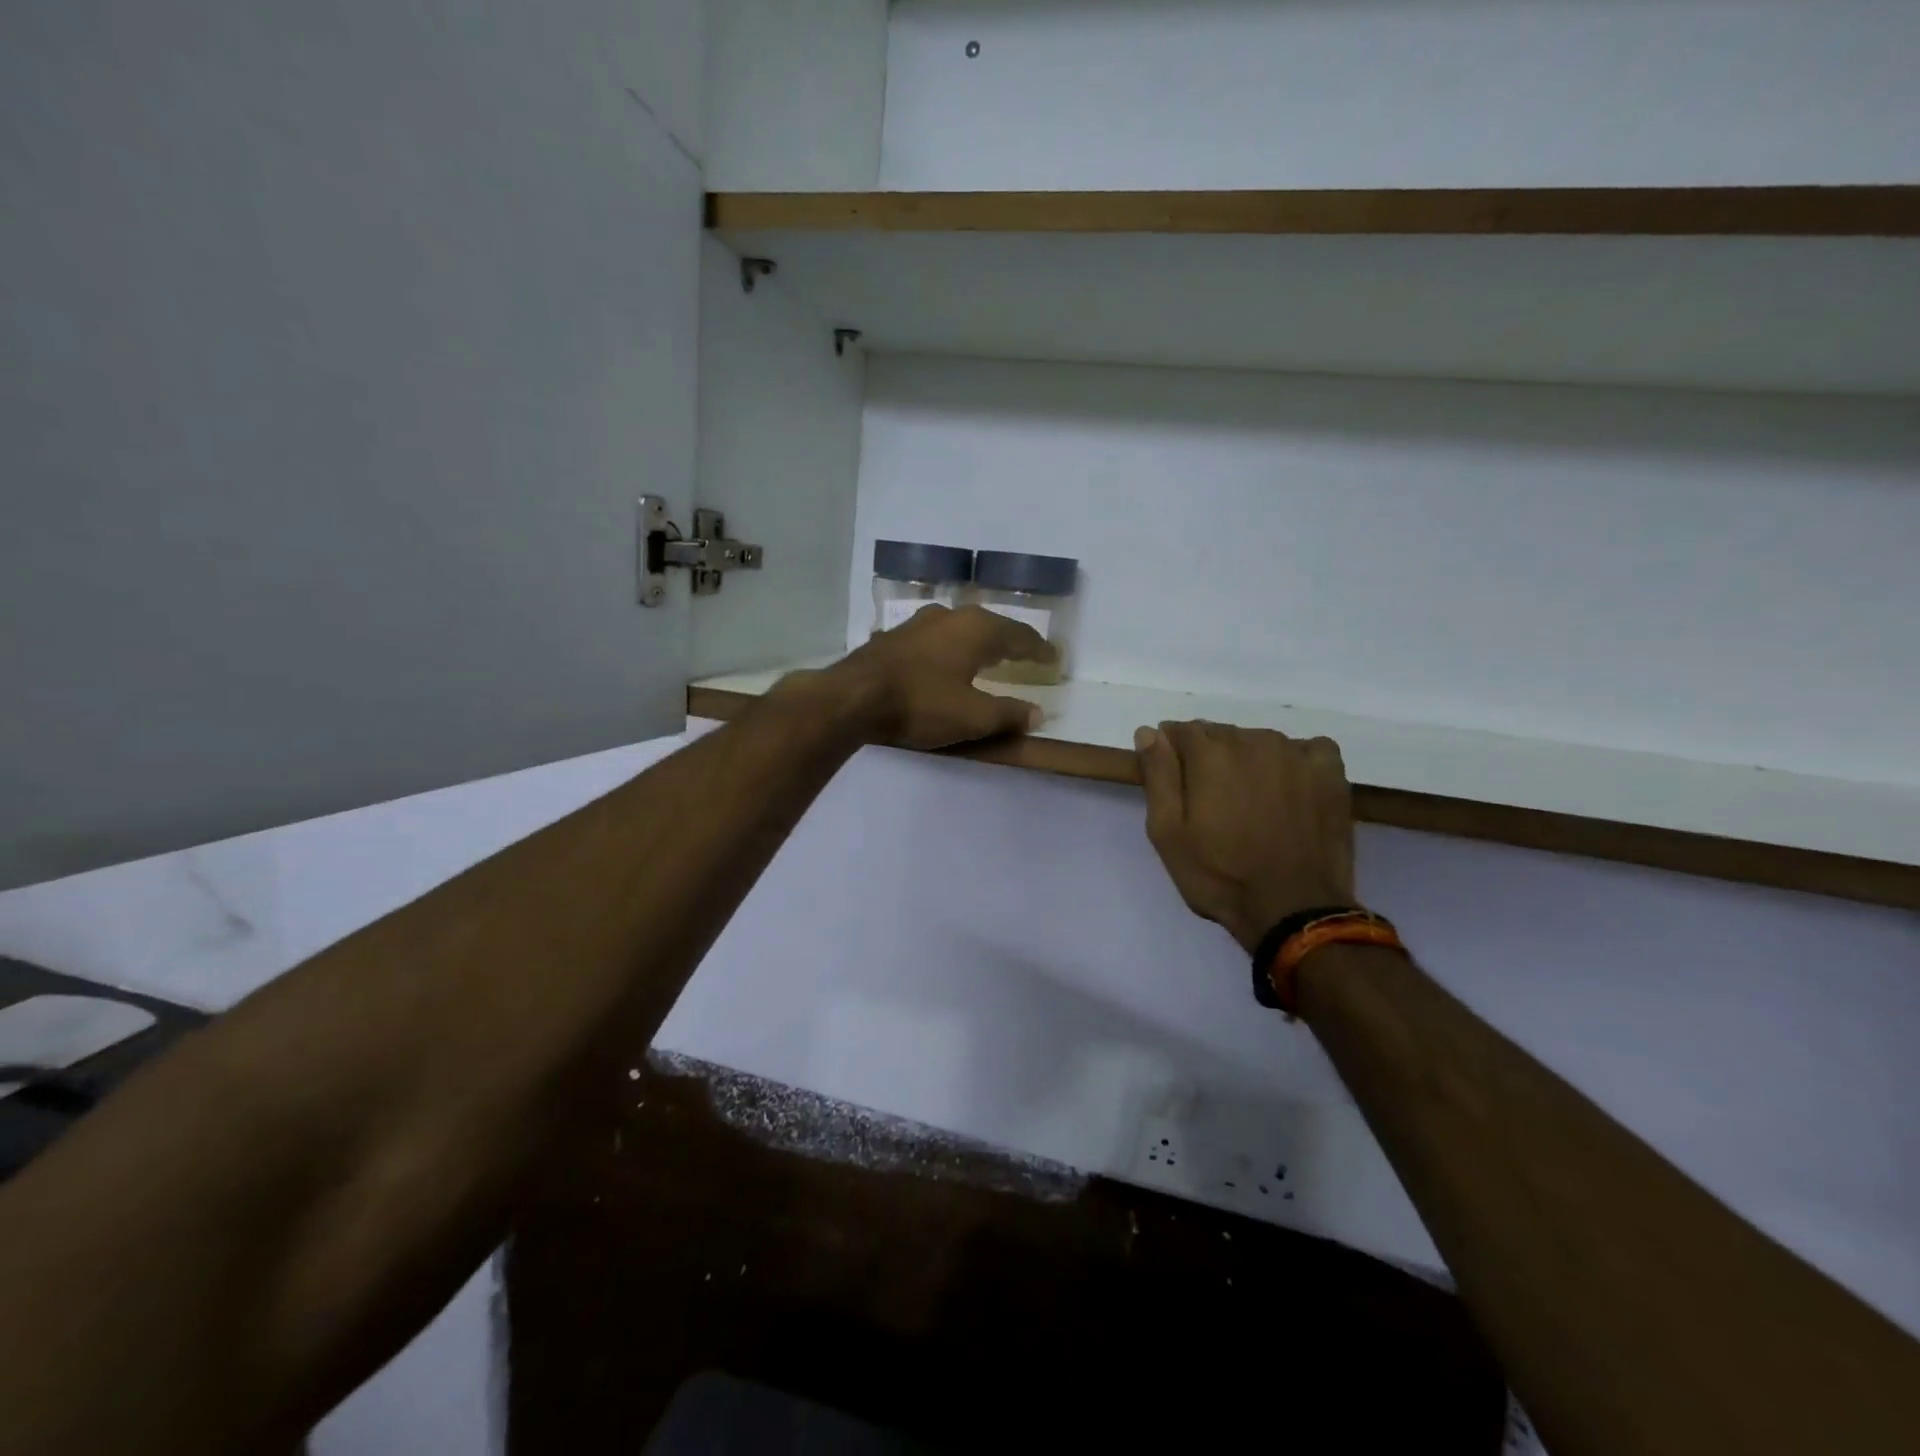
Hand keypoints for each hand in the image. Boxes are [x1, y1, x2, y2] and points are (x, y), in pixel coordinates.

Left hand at [826, 605, 1051, 749]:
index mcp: (976, 629)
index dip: (1038, 649)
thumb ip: (1008, 714)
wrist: (853, 697)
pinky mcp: (893, 637)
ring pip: (958, 628)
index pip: (1019, 635)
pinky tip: (943, 660)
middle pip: (989, 626)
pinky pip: (933, 639)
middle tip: (1024, 655)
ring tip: (986, 655)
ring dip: (976, 641)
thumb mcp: (972, 717)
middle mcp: (950, 616)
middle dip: (1008, 641)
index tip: (1053, 658)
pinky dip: (948, 648)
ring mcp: (918, 623)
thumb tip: (1038, 714)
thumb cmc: (921, 704)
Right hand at [1135, 721, 1357, 951]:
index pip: (1181, 730)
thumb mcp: (1167, 832)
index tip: (1175, 782)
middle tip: (1211, 801)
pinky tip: (1291, 788)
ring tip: (1250, 800)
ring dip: (1249, 760)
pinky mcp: (1329, 773)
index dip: (1172, 753)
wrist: (1292, 909)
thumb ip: (1158, 775)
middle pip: (1220, 734)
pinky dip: (1295, 761)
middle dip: (1209, 758)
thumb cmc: (1218, 875)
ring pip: (1259, 741)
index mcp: (1209, 753)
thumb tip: (1149, 732)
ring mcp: (1295, 754)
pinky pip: (1306, 749)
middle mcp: (1252, 741)